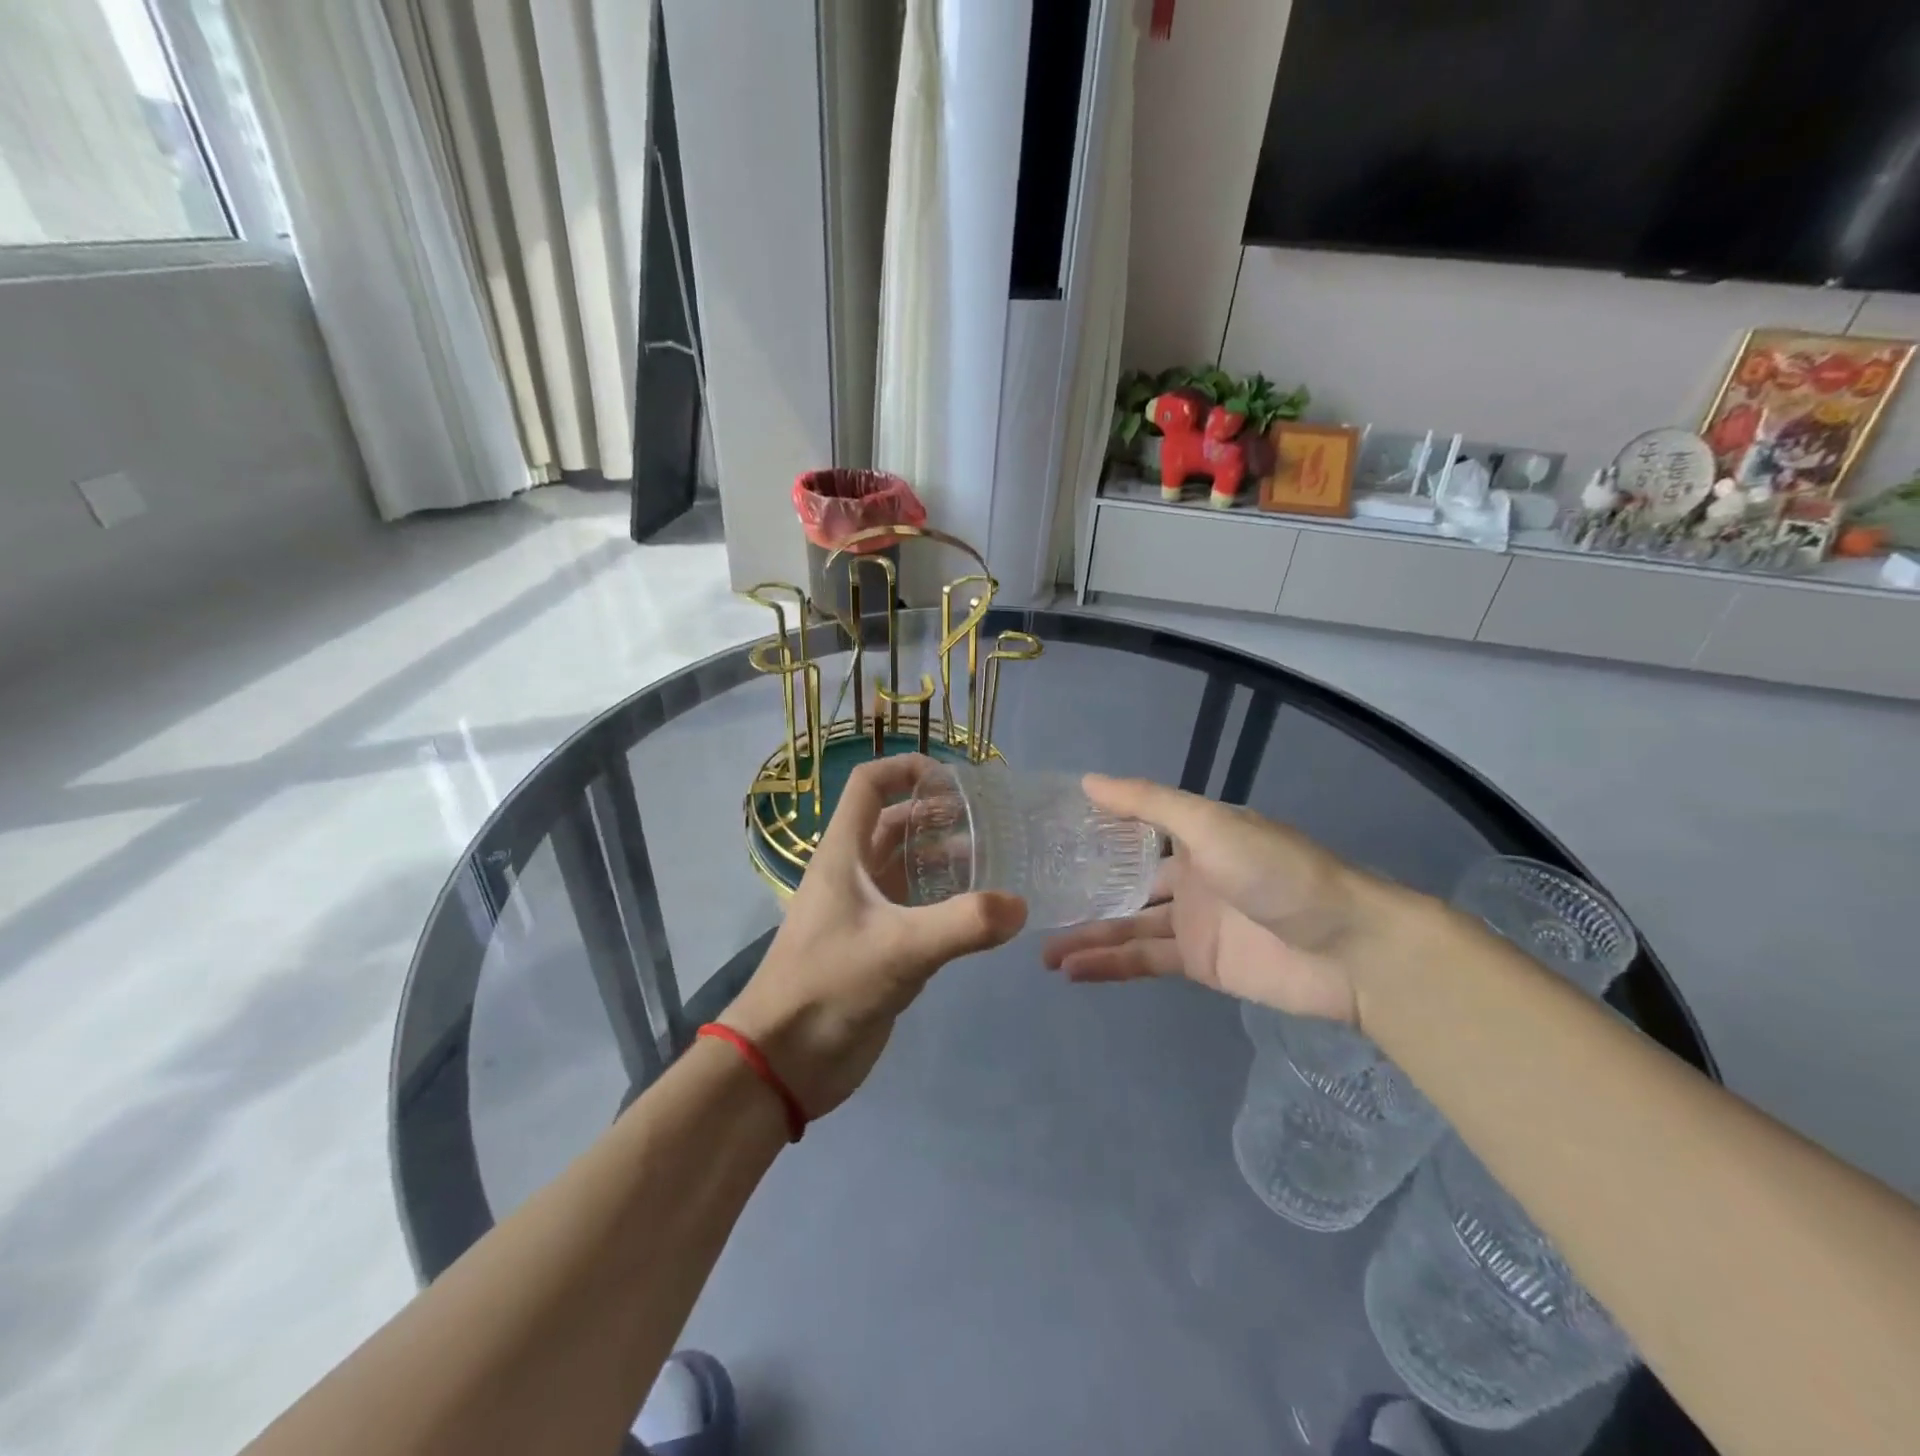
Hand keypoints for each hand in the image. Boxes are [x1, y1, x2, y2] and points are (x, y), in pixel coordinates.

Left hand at [723, 755, 1027, 1118]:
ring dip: (942, 856)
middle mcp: (853, 874)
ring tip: (991, 860)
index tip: (954, 779)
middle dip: (936, 814)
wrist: (783, 1062)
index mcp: (843, 854)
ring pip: (905, 866)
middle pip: (893, 823)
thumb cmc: (828, 987)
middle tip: (987, 821)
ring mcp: (864, 911)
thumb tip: (1019, 905)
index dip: (906, 769)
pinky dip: (943, 898)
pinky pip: (914, 907)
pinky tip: (977, 911)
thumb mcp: (898, 949)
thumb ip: (963, 924)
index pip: (869, 785)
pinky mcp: (876, 946)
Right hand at [1041, 775, 1394, 1022]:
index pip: (1133, 828)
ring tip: (1040, 949)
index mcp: (1194, 834)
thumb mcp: (1211, 825)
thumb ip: (1149, 804)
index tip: (1045, 836)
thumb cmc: (1278, 872)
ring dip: (1087, 935)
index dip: (1093, 832)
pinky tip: (1072, 971)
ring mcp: (1192, 921)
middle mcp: (1189, 874)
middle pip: (1124, 881)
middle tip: (1031, 899)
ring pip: (1127, 925)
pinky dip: (1109, 965)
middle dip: (1082, 890)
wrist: (1348, 949)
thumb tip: (1087, 781)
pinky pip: (1144, 960)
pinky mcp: (1198, 963)